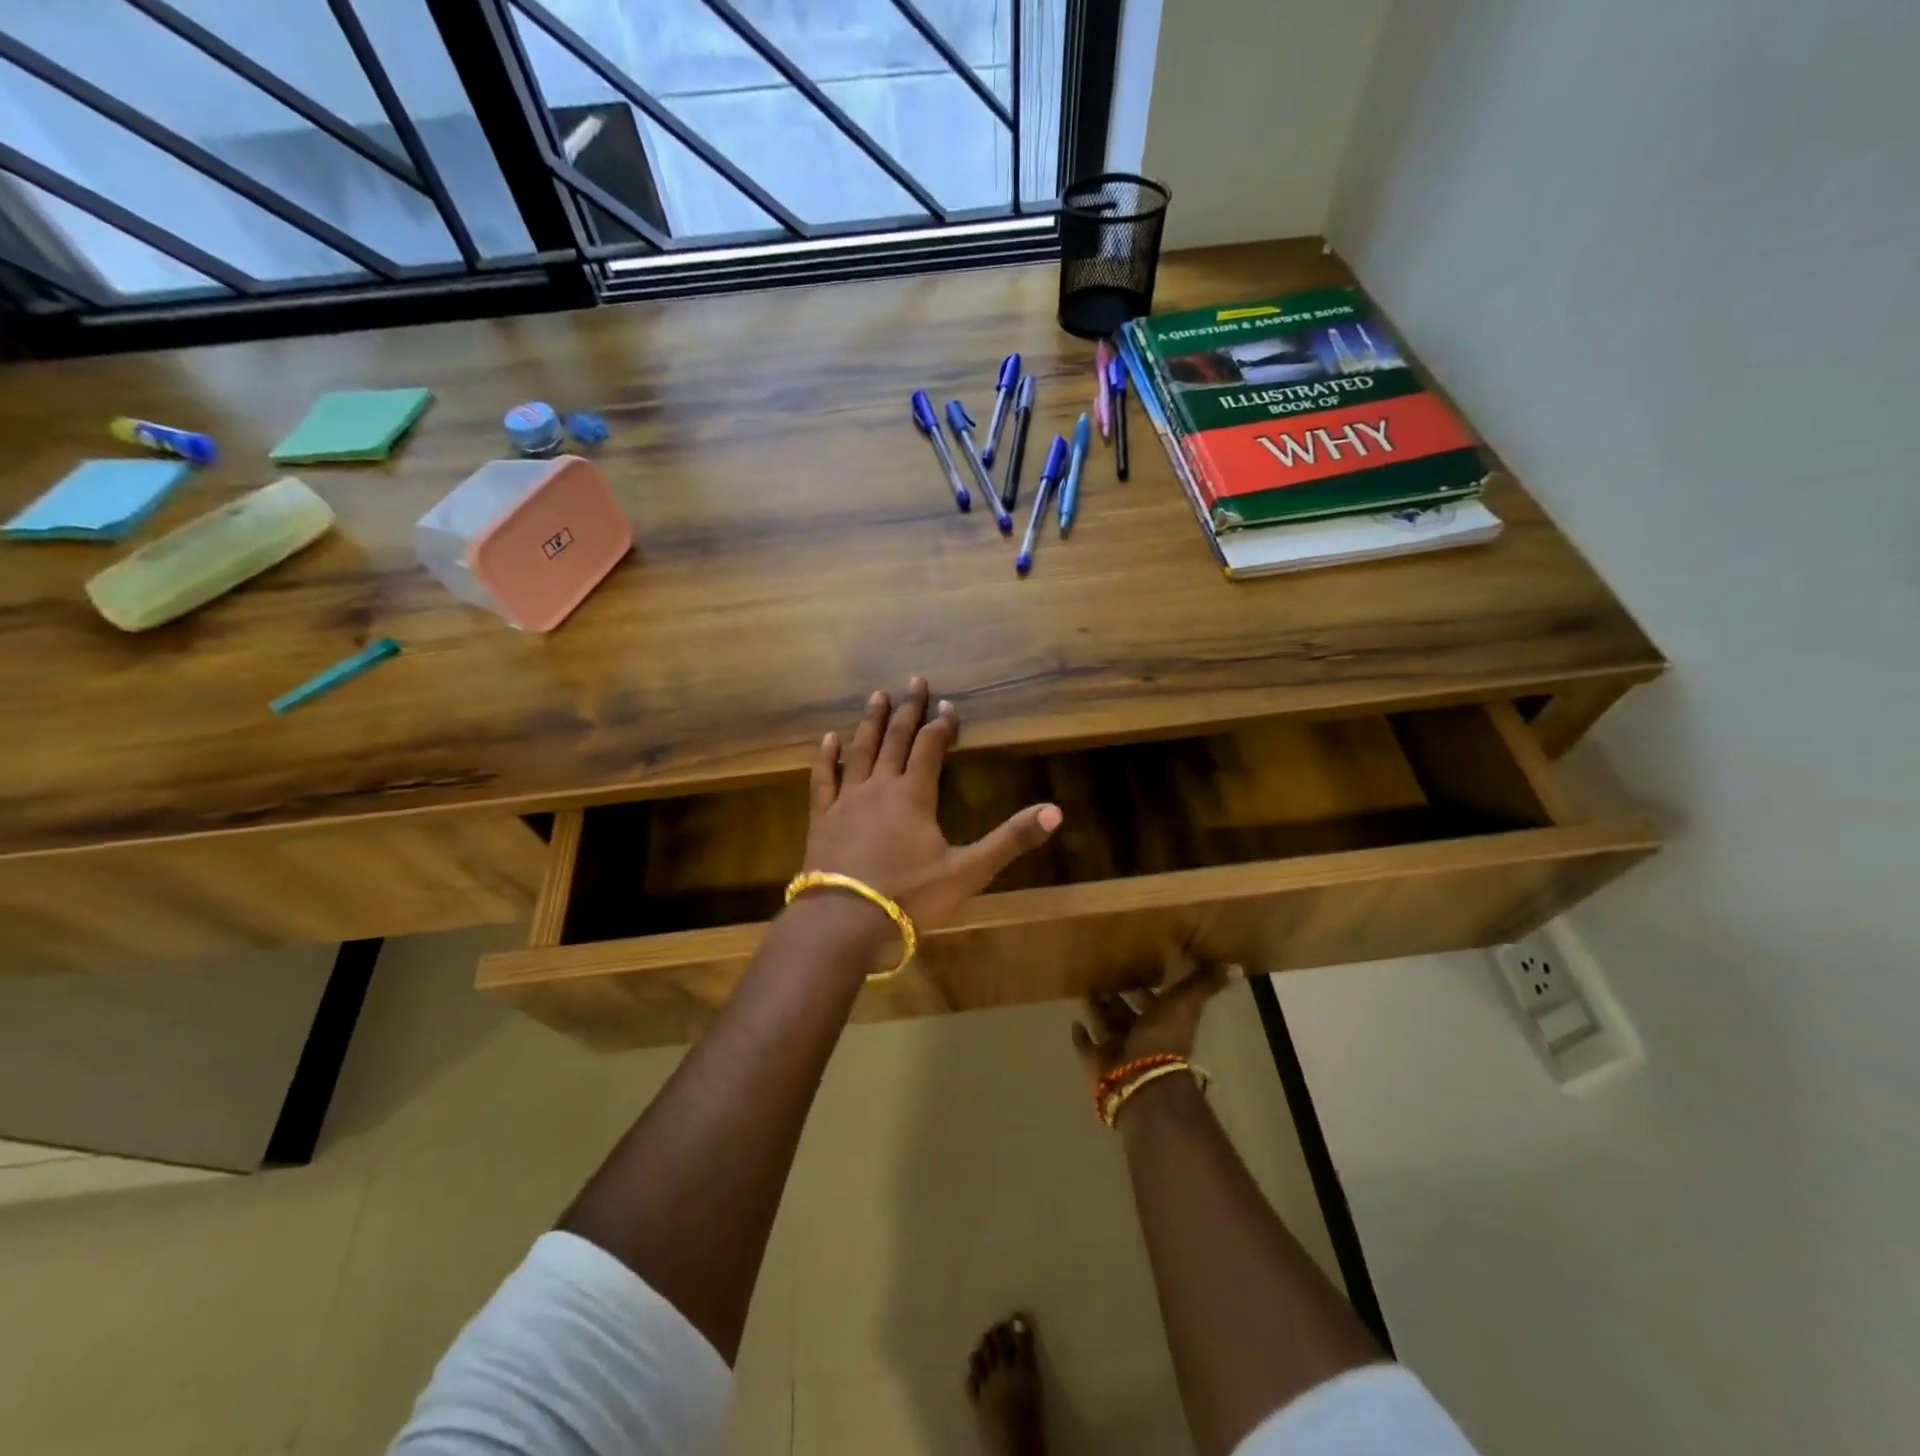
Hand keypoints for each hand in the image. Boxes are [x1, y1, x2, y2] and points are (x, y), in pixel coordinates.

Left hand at [802, 678, 1061, 942]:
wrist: (844, 922)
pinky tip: (829, 739)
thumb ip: (1010, 840)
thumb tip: (1055, 812)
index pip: (930, 747)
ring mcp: (847, 799)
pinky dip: (827, 756)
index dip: (941, 724)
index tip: (948, 704)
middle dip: (908, 710)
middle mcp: (879, 786)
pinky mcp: (822, 817)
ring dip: (871, 722)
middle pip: (896, 739)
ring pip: (860, 750)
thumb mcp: (968, 872)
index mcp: (914, 795)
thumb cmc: (909, 897)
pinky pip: (824, 778)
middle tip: (915, 681)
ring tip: (877, 696)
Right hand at [1071, 957, 1237, 1095]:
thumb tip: (1238, 966)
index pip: (1154, 999)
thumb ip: (1206, 984)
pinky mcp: (1096, 1061)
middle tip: (1103, 974)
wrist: (1141, 1080)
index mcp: (1162, 1021)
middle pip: (1127, 1012)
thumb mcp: (1187, 1004)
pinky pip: (1086, 1046)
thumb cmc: (1163, 1038)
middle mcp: (1140, 1035)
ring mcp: (1117, 1049)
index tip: (1136, 965)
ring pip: (1106, 1025)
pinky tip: (1074, 1021)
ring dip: (1098, 1010)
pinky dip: (1081, 1035)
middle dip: (1118, 995)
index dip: (1148, 986)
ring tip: (1085, 989)